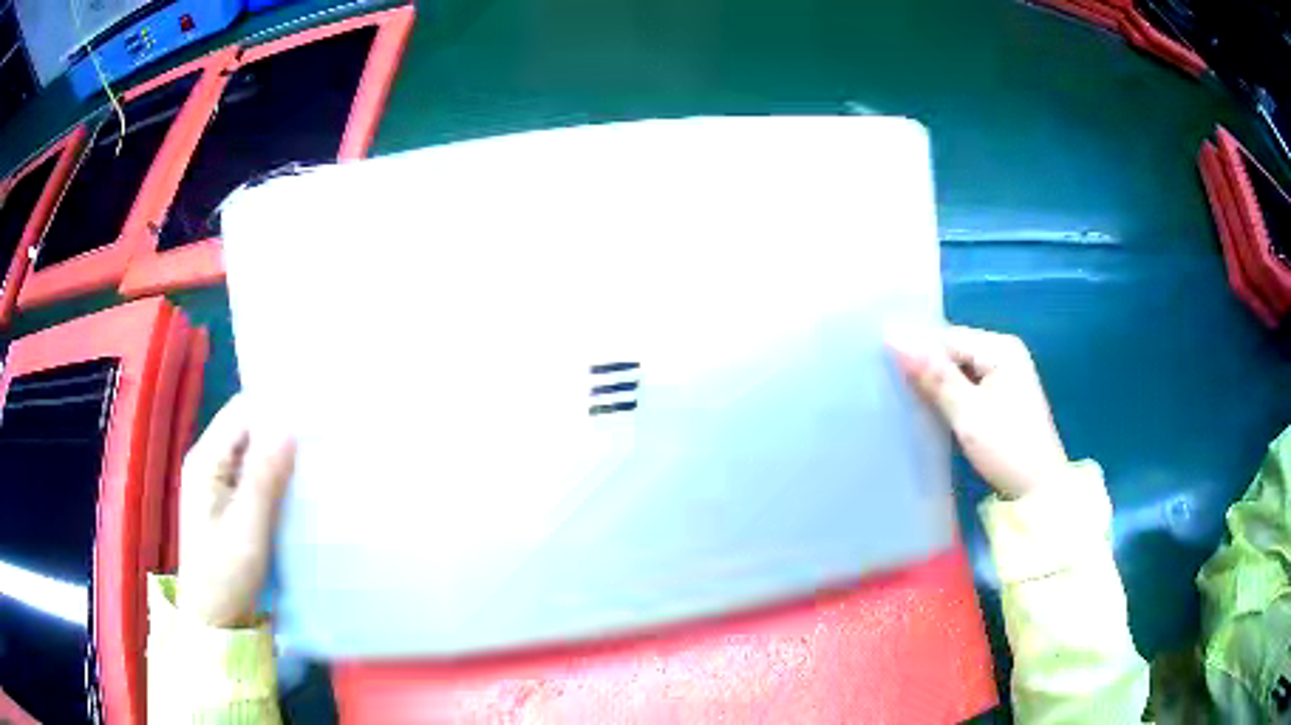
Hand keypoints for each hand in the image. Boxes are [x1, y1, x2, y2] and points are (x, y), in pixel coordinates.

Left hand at [178, 394, 295, 627]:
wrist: (214, 620)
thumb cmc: (225, 575)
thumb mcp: (247, 528)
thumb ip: (264, 477)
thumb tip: (289, 427)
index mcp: (205, 461)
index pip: (242, 413)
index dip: (274, 411)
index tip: (312, 418)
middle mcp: (208, 463)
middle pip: (247, 430)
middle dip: (279, 433)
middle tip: (319, 442)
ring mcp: (217, 484)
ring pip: (252, 453)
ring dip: (279, 457)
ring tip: (314, 463)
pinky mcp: (227, 503)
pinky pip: (253, 476)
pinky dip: (274, 478)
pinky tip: (296, 489)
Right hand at [887, 325, 1067, 498]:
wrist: (1039, 491)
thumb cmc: (1007, 448)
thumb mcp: (968, 413)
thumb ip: (934, 376)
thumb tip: (895, 339)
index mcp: (1001, 348)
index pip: (948, 338)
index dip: (916, 350)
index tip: (880, 366)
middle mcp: (1004, 353)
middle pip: (953, 350)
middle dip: (925, 366)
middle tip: (886, 382)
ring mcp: (1005, 374)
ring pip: (958, 368)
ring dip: (935, 382)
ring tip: (902, 395)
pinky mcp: (1001, 396)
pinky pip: (966, 383)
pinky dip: (948, 394)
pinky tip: (929, 407)